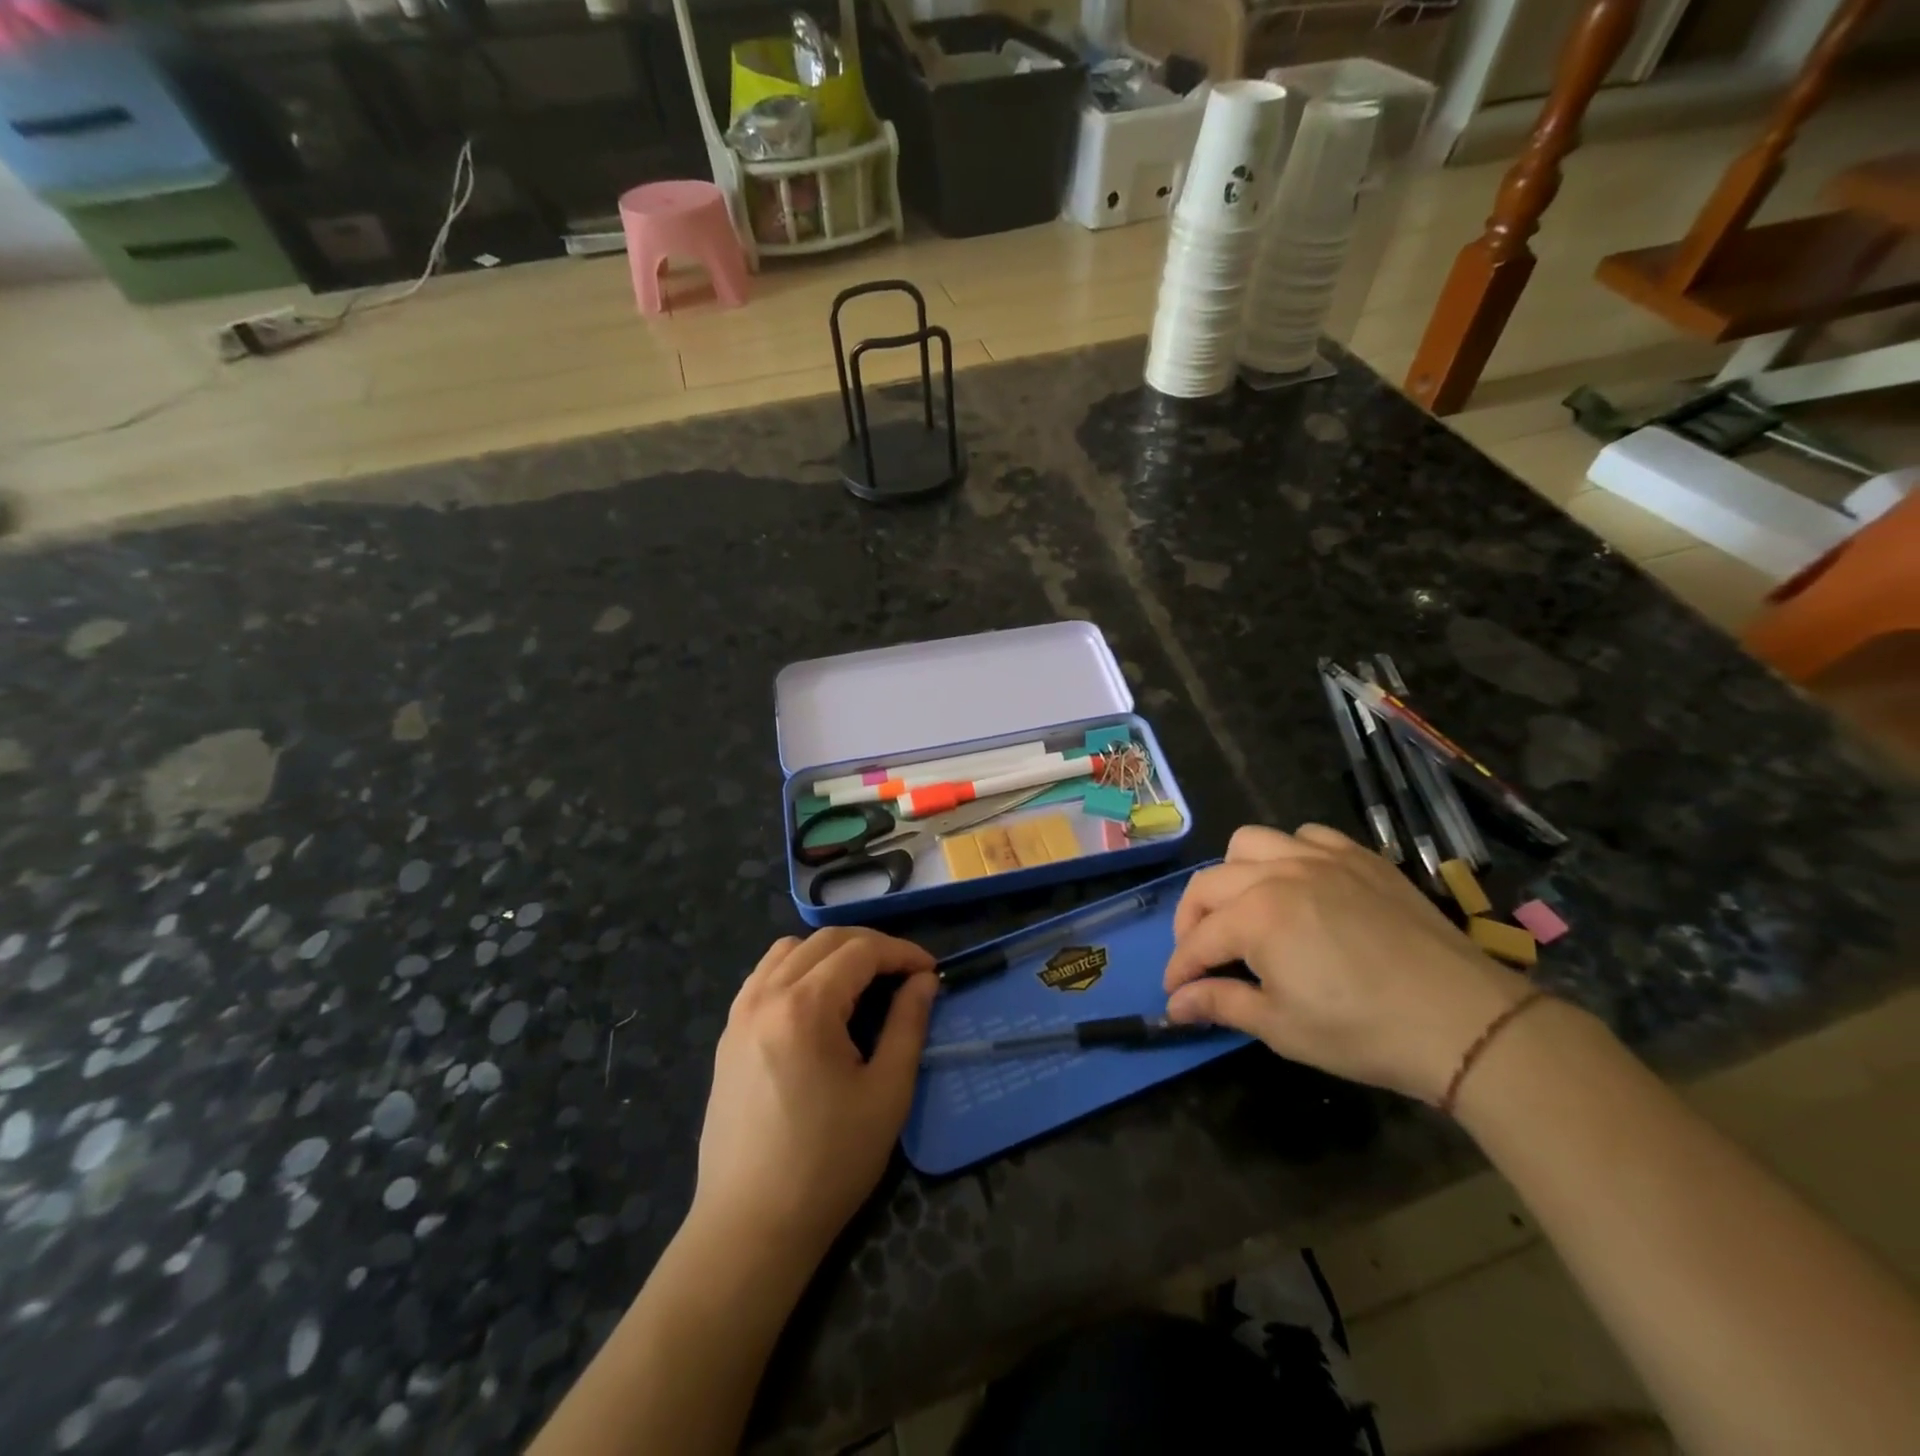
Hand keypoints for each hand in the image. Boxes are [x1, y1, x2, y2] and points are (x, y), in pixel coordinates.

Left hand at [690, 928, 936, 1264]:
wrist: (750, 1227)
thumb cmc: (828, 1164)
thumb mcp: (886, 1094)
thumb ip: (908, 1025)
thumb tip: (924, 981)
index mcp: (805, 1007)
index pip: (861, 951)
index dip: (902, 953)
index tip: (931, 972)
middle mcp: (766, 995)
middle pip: (825, 941)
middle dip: (872, 947)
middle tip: (905, 973)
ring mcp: (740, 1013)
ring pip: (789, 950)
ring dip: (831, 952)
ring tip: (862, 981)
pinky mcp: (728, 1034)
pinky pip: (764, 975)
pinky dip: (797, 969)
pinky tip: (818, 1001)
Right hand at [1162, 824, 1531, 1105]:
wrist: (1465, 1022)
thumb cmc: (1364, 1031)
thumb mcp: (1281, 1026)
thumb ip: (1221, 1004)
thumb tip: (1174, 1005)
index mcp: (1255, 914)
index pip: (1198, 939)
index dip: (1180, 968)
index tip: (1174, 993)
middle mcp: (1279, 872)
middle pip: (1210, 883)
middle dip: (1192, 920)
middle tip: (1199, 956)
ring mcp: (1322, 858)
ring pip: (1250, 843)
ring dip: (1233, 874)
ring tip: (1243, 909)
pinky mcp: (1361, 858)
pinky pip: (1307, 836)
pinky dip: (1288, 855)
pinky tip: (1299, 885)